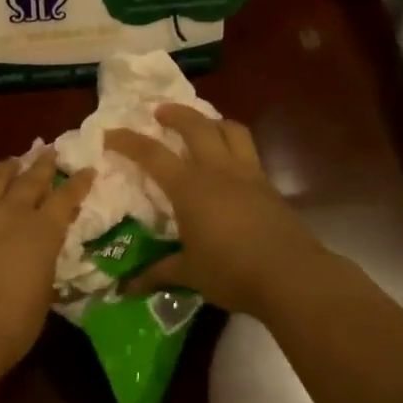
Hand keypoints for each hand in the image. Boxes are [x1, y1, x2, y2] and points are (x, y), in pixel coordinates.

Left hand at [0, 152, 94, 385]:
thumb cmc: (9, 325)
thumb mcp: (42, 294)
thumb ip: (42, 264)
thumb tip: (39, 256)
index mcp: (42, 232)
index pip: (65, 198)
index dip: (78, 183)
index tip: (86, 170)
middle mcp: (10, 213)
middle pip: (30, 179)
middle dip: (43, 164)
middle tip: (49, 151)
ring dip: (7, 168)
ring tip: (12, 161)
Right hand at [103, 105, 323, 316]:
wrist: (291, 276)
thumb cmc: (231, 271)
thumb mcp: (189, 273)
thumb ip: (158, 274)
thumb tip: (125, 289)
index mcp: (190, 187)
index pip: (152, 155)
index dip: (128, 141)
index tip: (110, 133)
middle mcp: (218, 171)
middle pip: (196, 126)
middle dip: (176, 113)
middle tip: (160, 112)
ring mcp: (248, 174)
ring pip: (231, 130)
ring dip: (212, 121)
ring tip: (202, 126)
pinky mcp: (269, 186)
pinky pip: (249, 151)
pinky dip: (234, 144)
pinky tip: (229, 163)